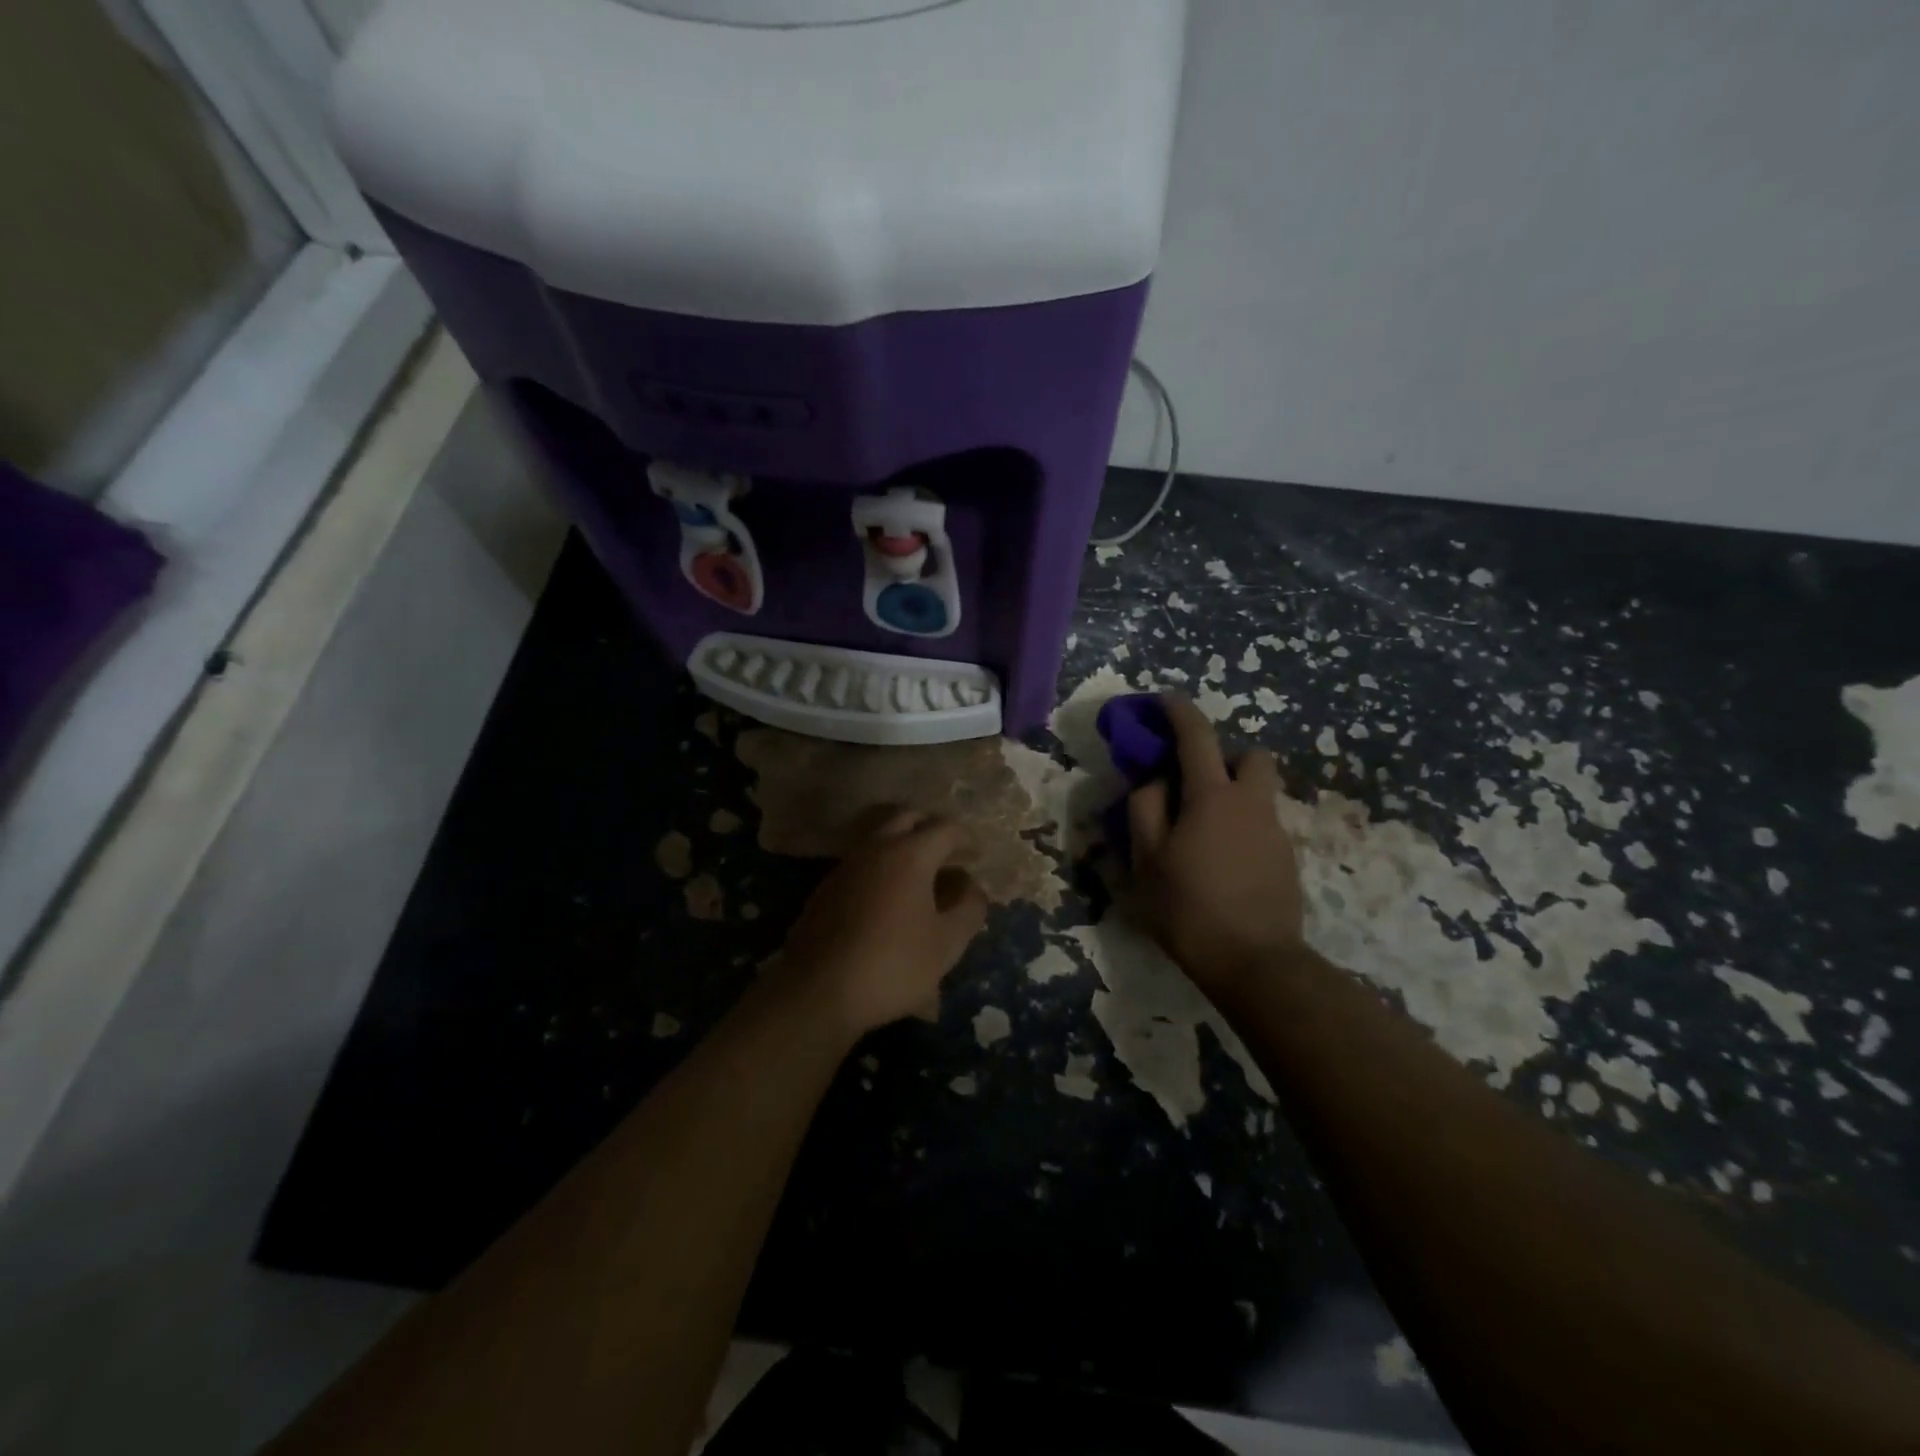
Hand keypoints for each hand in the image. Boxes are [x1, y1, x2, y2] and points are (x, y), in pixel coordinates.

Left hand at [778, 807, 988, 1036]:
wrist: (817, 990)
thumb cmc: (892, 964)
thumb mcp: (947, 944)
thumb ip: (969, 909)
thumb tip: (971, 887)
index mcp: (910, 854)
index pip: (946, 828)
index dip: (966, 839)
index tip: (977, 857)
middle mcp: (876, 848)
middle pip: (908, 819)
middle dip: (931, 830)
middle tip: (948, 855)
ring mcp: (847, 866)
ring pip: (881, 840)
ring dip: (905, 848)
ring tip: (923, 879)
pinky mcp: (827, 888)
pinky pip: (864, 865)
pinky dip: (883, 869)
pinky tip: (891, 902)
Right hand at [1127, 696, 1304, 1000]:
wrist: (1255, 962)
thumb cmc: (1189, 907)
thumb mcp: (1147, 859)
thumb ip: (1145, 809)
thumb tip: (1154, 781)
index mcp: (1212, 797)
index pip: (1197, 736)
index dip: (1179, 712)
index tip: (1164, 701)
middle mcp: (1251, 803)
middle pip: (1251, 756)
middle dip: (1224, 756)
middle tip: (1194, 782)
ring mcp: (1275, 832)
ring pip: (1258, 792)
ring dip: (1232, 793)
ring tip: (1202, 831)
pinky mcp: (1286, 859)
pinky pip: (1261, 824)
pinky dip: (1241, 826)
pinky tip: (1221, 861)